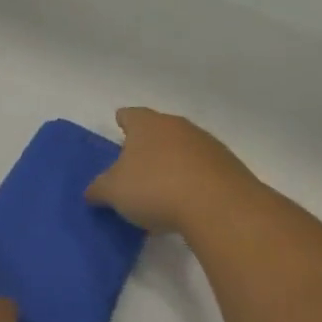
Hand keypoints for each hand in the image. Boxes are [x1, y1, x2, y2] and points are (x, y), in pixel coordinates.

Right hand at [86, 107, 262, 235]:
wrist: (219, 206)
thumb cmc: (155, 188)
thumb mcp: (114, 192)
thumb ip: (99, 189)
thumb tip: (92, 192)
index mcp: (146, 124)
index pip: (129, 115)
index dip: (122, 121)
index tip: (119, 128)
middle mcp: (177, 126)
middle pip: (158, 130)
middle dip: (148, 145)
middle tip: (135, 166)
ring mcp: (207, 144)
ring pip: (183, 149)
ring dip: (173, 163)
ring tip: (162, 189)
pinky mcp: (229, 167)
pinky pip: (204, 170)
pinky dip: (194, 181)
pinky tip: (187, 203)